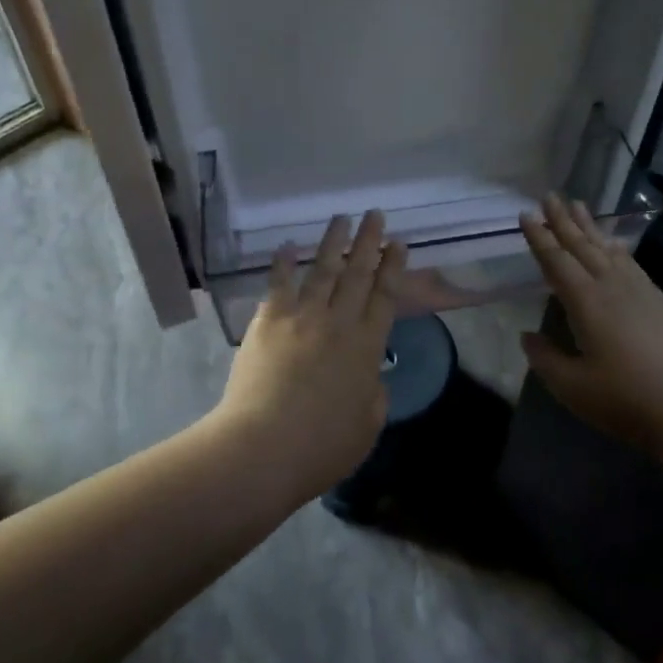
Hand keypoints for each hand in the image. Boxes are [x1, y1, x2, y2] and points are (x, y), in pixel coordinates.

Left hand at [216, 211, 407, 504]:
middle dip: (369, 242)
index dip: (393, 267)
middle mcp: (338, 322)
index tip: (399, 243)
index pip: (385, 296)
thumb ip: (374, 394)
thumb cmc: (321, 447)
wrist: (264, 448)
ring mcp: (302, 317)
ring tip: (342, 217)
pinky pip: (278, 284)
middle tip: (375, 214)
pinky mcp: (269, 321)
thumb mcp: (367, 427)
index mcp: (367, 346)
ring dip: (333, 241)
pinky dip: (282, 263)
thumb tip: (371, 376)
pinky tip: (286, 246)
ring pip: (322, 269)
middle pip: (358, 273)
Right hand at [518, 195, 662, 463]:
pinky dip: (617, 248)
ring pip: (608, 249)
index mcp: (586, 302)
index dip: (540, 238)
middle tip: (550, 195)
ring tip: (578, 205)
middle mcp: (612, 287)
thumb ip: (546, 359)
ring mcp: (640, 291)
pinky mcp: (660, 301)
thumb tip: (527, 336)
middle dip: (563, 220)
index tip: (527, 214)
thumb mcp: (574, 388)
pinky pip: (631, 262)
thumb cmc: (627, 400)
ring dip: (590, 227)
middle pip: (582, 246)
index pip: (557, 261)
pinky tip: (615, 245)